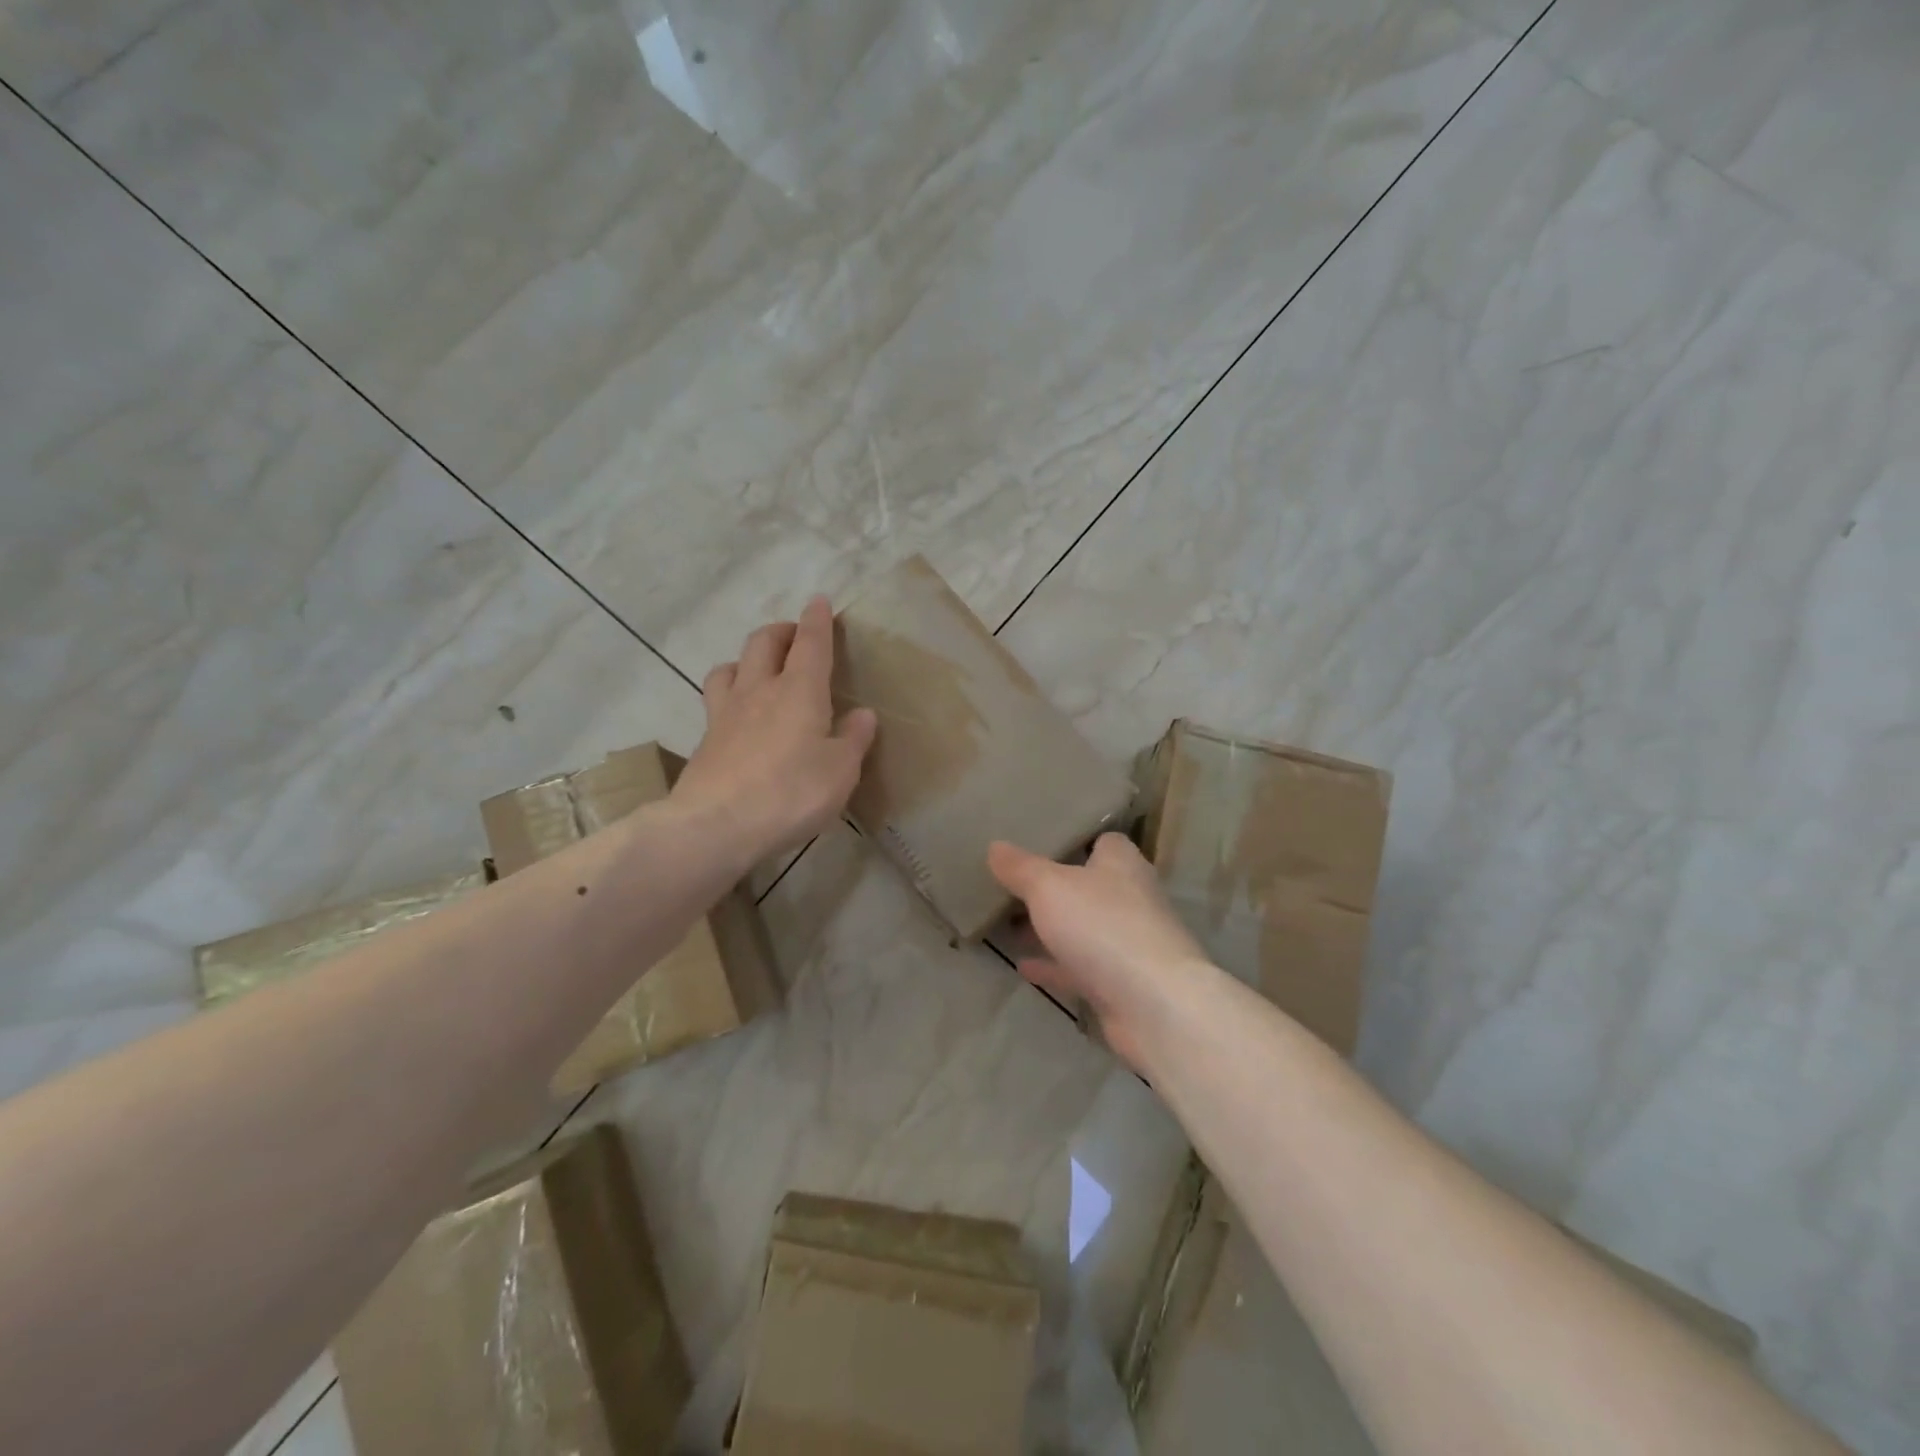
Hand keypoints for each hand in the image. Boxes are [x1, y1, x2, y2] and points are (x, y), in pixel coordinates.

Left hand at [671, 596, 877, 870]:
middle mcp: (759, 690)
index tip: (819, 601)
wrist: (715, 825)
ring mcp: (725, 713)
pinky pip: (717, 700)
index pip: (810, 643)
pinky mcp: (706, 739)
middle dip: (781, 631)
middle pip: (763, 642)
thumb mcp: (840, 772)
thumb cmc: (790, 793)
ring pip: (731, 666)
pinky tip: (738, 715)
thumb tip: (863, 714)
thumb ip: (853, 739)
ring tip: (759, 670)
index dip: (817, 620)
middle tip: (795, 636)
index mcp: (799, 691)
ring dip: (747, 659)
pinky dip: (731, 694)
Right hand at [987, 833, 1210, 1070]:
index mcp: (1122, 865)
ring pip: (1085, 930)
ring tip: (1011, 927)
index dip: (1077, 842)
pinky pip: (1081, 968)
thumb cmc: (1102, 926)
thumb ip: (1020, 868)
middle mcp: (1132, 899)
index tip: (1042, 846)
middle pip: (1091, 887)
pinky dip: (1055, 966)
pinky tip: (1023, 967)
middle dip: (1058, 889)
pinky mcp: (1123, 984)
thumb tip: (995, 846)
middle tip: (1014, 888)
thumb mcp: (1049, 887)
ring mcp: (1130, 944)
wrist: (1154, 1005)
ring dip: (1054, 930)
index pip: (1104, 842)